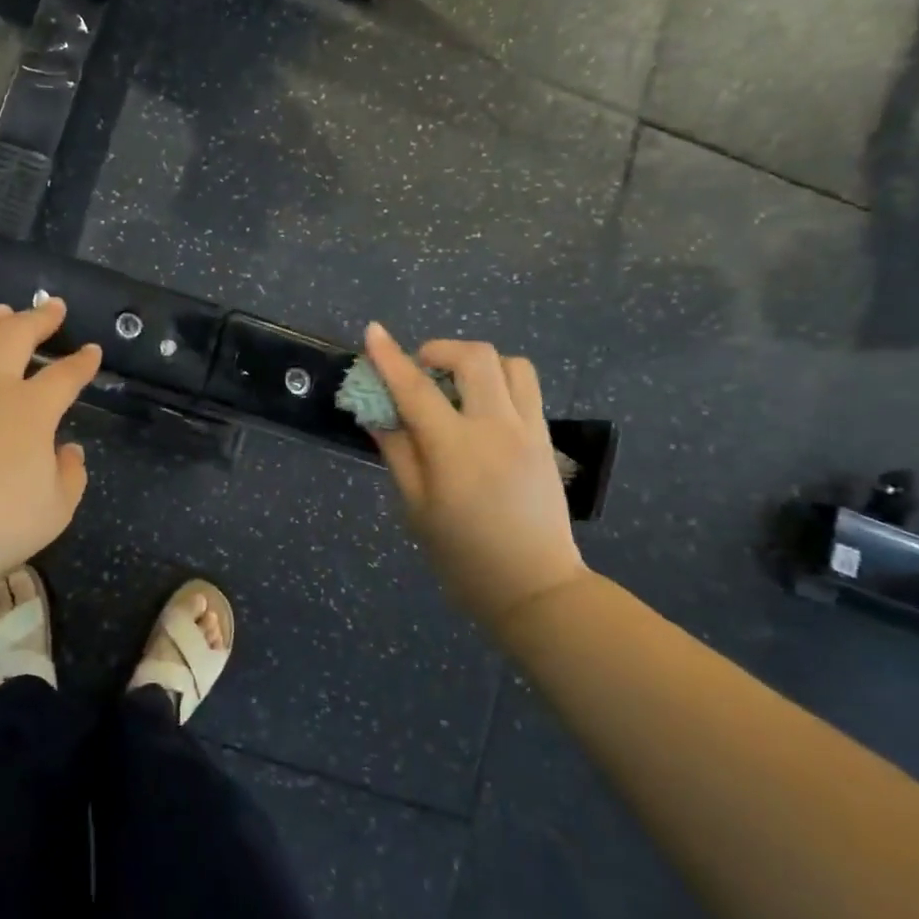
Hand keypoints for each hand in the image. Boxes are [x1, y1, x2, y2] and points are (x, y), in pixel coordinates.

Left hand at [0, 298, 100, 599]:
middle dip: (40, 317)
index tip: (91, 351)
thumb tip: (69, 449)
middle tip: (52, 307)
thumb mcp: (54, 511)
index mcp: (31, 409)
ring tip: (1, 313)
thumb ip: (70, 475)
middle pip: (18, 334)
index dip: (82, 362)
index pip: (65, 375)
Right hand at [364, 322, 588, 628]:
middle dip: (440, 350)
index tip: (372, 331)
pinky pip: (525, 387)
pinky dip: (499, 380)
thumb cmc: (462, 555)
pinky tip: (481, 406)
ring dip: (476, 363)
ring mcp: (528, 430)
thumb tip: (377, 414)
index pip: (416, 389)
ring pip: (510, 363)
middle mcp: (497, 429)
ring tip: (455, 386)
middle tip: (419, 370)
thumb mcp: (415, 508)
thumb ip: (397, 452)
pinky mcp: (546, 438)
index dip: (389, 357)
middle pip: (475, 357)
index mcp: (455, 450)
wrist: (535, 587)